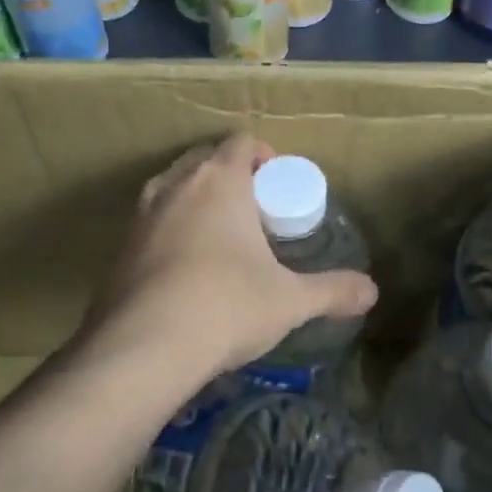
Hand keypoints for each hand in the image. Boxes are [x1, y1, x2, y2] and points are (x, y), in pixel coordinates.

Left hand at [80, 134, 378, 391]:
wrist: (143, 349)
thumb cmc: (226, 306)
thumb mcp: (290, 300)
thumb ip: (333, 291)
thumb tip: (372, 291)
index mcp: (220, 181)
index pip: (242, 142)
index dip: (264, 155)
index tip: (277, 184)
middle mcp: (177, 185)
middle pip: (205, 157)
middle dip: (230, 173)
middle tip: (254, 208)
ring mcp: (141, 214)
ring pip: (173, 185)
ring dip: (196, 197)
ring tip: (220, 234)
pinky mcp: (119, 247)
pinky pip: (151, 219)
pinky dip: (171, 227)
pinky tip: (186, 267)